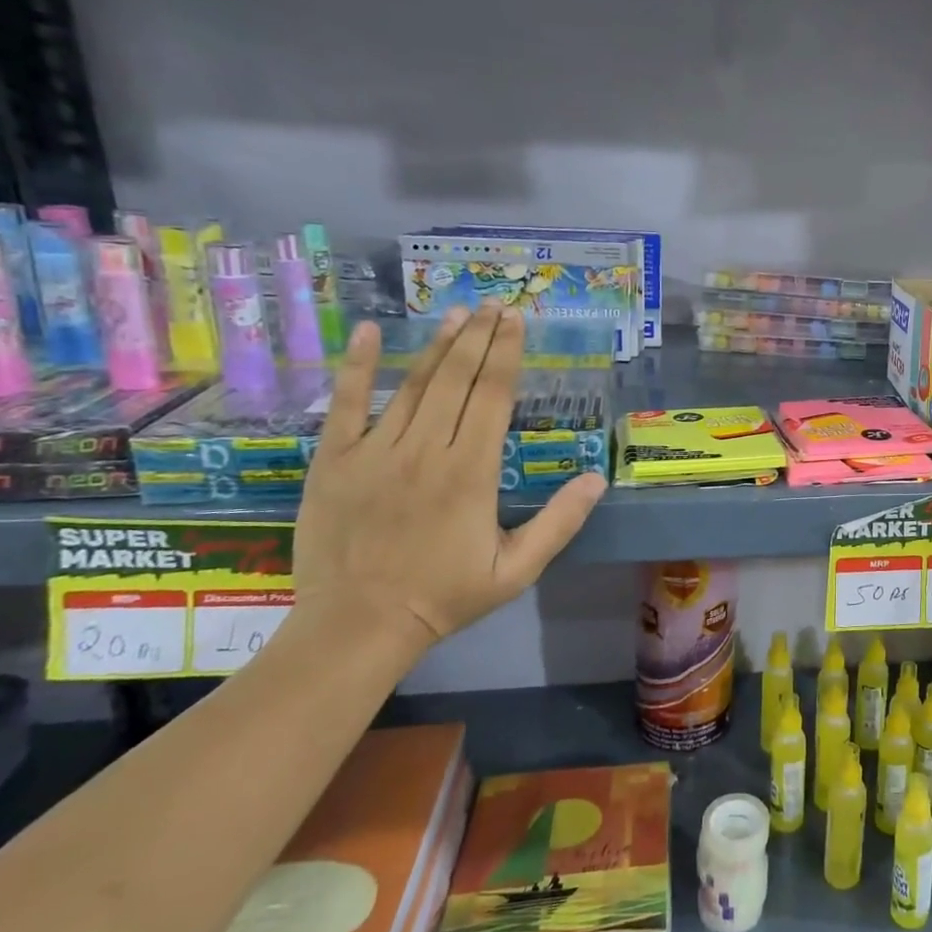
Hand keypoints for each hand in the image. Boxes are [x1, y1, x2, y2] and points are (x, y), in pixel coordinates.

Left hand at [294, 304, 606, 661]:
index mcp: (471, 471)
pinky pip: (344, 404)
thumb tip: (597, 478)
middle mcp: (426, 449)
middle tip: (494, 305)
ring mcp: (375, 451)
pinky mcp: (334, 461)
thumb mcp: (517, 569)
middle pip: (456, 379)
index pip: (493, 396)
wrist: (358, 626)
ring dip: (437, 345)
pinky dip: (355, 367)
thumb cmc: (445, 597)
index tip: (517, 321)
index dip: (507, 354)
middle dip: (478, 337)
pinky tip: (364, 333)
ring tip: (457, 313)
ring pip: (412, 385)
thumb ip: (559, 522)